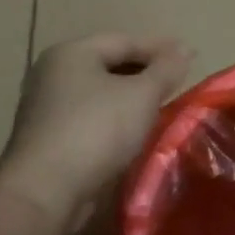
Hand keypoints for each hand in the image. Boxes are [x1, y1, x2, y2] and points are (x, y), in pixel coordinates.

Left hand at [0, 34, 192, 234]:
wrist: (44, 194)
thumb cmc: (96, 131)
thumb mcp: (142, 95)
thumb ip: (166, 69)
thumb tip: (185, 49)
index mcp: (71, 53)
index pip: (124, 40)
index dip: (160, 47)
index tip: (190, 56)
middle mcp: (52, 74)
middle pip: (109, 65)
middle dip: (145, 72)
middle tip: (177, 82)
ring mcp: (45, 108)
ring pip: (99, 94)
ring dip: (130, 98)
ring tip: (161, 107)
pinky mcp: (46, 139)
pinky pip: (89, 118)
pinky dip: (114, 119)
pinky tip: (134, 132)